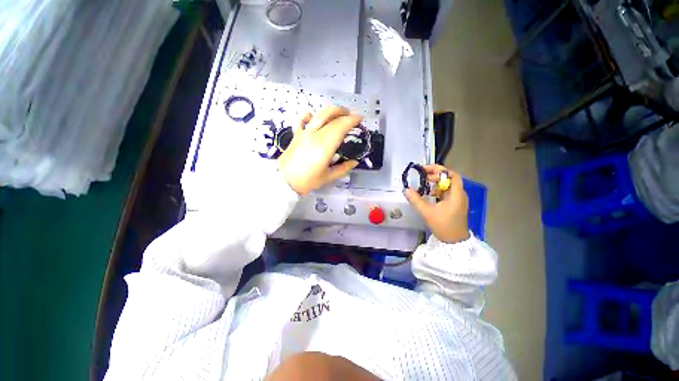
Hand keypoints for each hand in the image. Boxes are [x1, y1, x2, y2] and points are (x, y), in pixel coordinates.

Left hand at [277, 106, 360, 194]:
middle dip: (344, 113)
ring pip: (318, 114)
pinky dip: (307, 115)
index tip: (360, 118)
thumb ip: (343, 168)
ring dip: (331, 111)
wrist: (285, 181)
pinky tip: (311, 114)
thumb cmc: (308, 180)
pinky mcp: (296, 135)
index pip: (340, 126)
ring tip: (339, 113)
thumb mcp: (328, 177)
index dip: (352, 120)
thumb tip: (355, 162)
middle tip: (352, 116)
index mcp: (325, 146)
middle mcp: (315, 135)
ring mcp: (304, 133)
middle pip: (331, 117)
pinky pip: (301, 120)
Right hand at [404, 164, 469, 243]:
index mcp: (456, 195)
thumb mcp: (427, 212)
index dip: (440, 170)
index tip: (426, 170)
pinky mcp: (455, 204)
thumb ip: (416, 200)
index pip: (453, 175)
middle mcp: (459, 194)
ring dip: (436, 182)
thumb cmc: (443, 226)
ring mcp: (458, 199)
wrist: (454, 241)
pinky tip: (429, 192)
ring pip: (447, 185)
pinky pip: (446, 192)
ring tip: (424, 182)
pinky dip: (437, 189)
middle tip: (422, 175)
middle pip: (449, 179)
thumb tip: (406, 190)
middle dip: (436, 175)